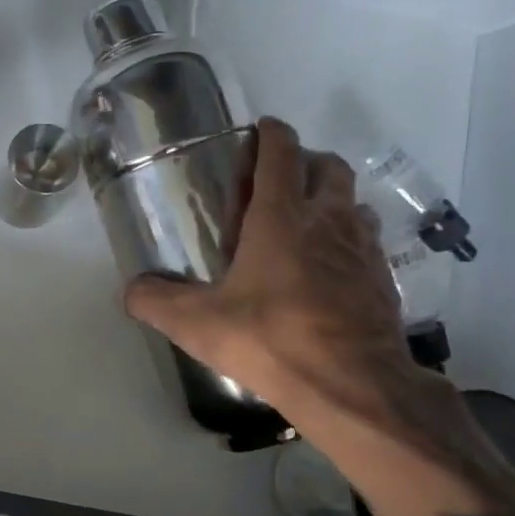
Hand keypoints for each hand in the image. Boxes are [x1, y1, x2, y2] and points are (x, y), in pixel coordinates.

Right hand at [124, 118, 429, 440]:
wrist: (351, 385)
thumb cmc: (270, 339)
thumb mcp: (197, 323)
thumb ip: (156, 301)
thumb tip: (131, 290)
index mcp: (282, 217)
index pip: (281, 153)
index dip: (270, 134)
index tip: (260, 130)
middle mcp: (328, 220)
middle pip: (328, 167)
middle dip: (305, 162)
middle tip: (278, 182)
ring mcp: (363, 248)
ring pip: (353, 202)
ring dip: (331, 200)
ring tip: (303, 224)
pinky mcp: (383, 279)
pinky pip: (366, 242)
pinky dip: (347, 240)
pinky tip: (328, 269)